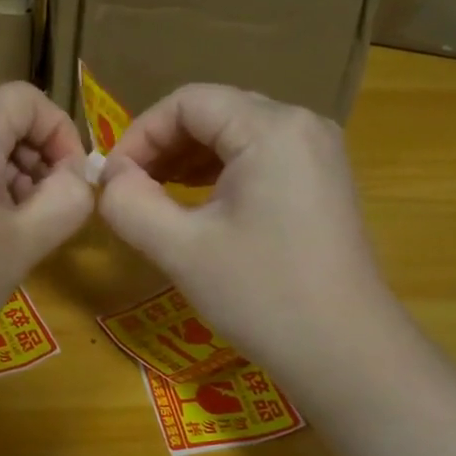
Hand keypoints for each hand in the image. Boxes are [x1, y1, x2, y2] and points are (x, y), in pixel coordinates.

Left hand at [0, 82, 93, 372]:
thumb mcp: (23, 244)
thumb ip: (66, 201)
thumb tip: (77, 178)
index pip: (26, 98)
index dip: (61, 131)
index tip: (74, 181)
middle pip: (1, 121)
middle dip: (38, 158)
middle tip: (51, 212)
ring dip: (12, 179)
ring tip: (21, 233)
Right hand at [98, 84, 389, 373]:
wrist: (346, 353)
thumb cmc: (261, 296)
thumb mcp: (180, 250)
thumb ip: (130, 203)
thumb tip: (109, 177)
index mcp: (270, 128)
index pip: (187, 102)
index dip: (139, 134)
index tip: (112, 180)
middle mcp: (301, 124)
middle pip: (213, 112)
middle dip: (162, 146)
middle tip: (128, 190)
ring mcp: (318, 152)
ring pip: (235, 133)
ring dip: (187, 159)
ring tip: (154, 197)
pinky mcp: (322, 181)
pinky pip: (259, 156)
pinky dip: (218, 173)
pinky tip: (196, 206)